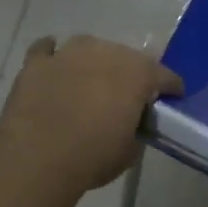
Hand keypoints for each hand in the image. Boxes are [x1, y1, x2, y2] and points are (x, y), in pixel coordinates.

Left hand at [0, 36, 183, 196]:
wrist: (36, 159)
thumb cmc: (92, 157)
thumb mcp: (129, 152)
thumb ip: (135, 131)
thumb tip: (130, 125)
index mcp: (138, 73)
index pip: (165, 75)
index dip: (170, 87)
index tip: (171, 98)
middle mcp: (107, 52)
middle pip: (126, 57)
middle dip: (128, 74)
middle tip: (123, 97)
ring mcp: (69, 52)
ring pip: (88, 47)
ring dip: (92, 62)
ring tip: (87, 83)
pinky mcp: (37, 62)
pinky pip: (46, 50)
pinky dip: (52, 56)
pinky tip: (53, 69)